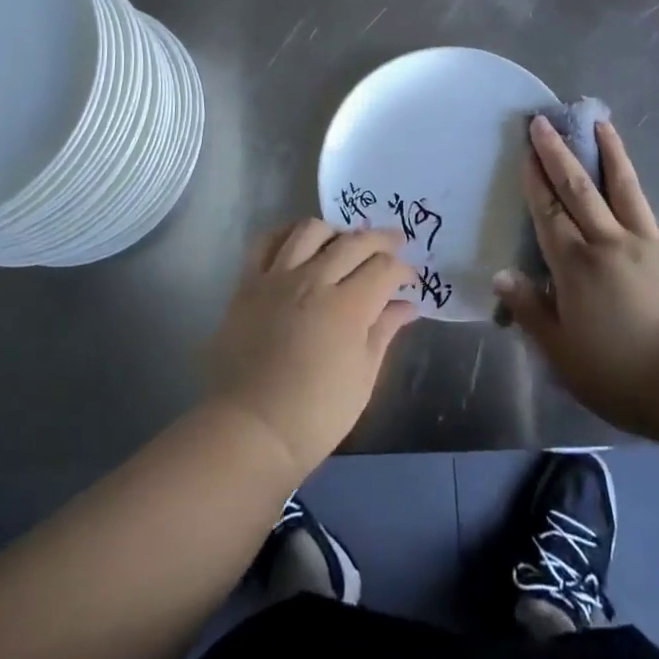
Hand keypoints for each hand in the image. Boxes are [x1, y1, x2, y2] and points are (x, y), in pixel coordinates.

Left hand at [205, 221, 420, 477]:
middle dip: (380, 239)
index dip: (402, 270)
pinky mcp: (249, 283)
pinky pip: (267, 242)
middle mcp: (313, 280)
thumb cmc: (314, 415)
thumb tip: (407, 305)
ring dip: (335, 230)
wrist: (250, 428)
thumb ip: (384, 332)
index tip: (410, 279)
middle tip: (394, 243)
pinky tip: (299, 242)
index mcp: (347, 307)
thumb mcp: (362, 378)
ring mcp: (278, 277)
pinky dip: (287, 234)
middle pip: (353, 242)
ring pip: (310, 230)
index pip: (383, 268)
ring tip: (344, 241)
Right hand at [493, 117, 658, 438]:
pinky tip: (635, 193)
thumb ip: (530, 311)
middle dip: (558, 151)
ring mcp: (648, 243)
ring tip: (601, 124)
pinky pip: (650, 217)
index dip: (535, 179)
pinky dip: (637, 198)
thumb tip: (501, 275)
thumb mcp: (563, 355)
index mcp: (575, 265)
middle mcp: (609, 241)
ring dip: (609, 153)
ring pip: (623, 187)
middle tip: (545, 121)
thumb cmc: (623, 375)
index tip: (526, 148)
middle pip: (579, 187)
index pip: (548, 211)